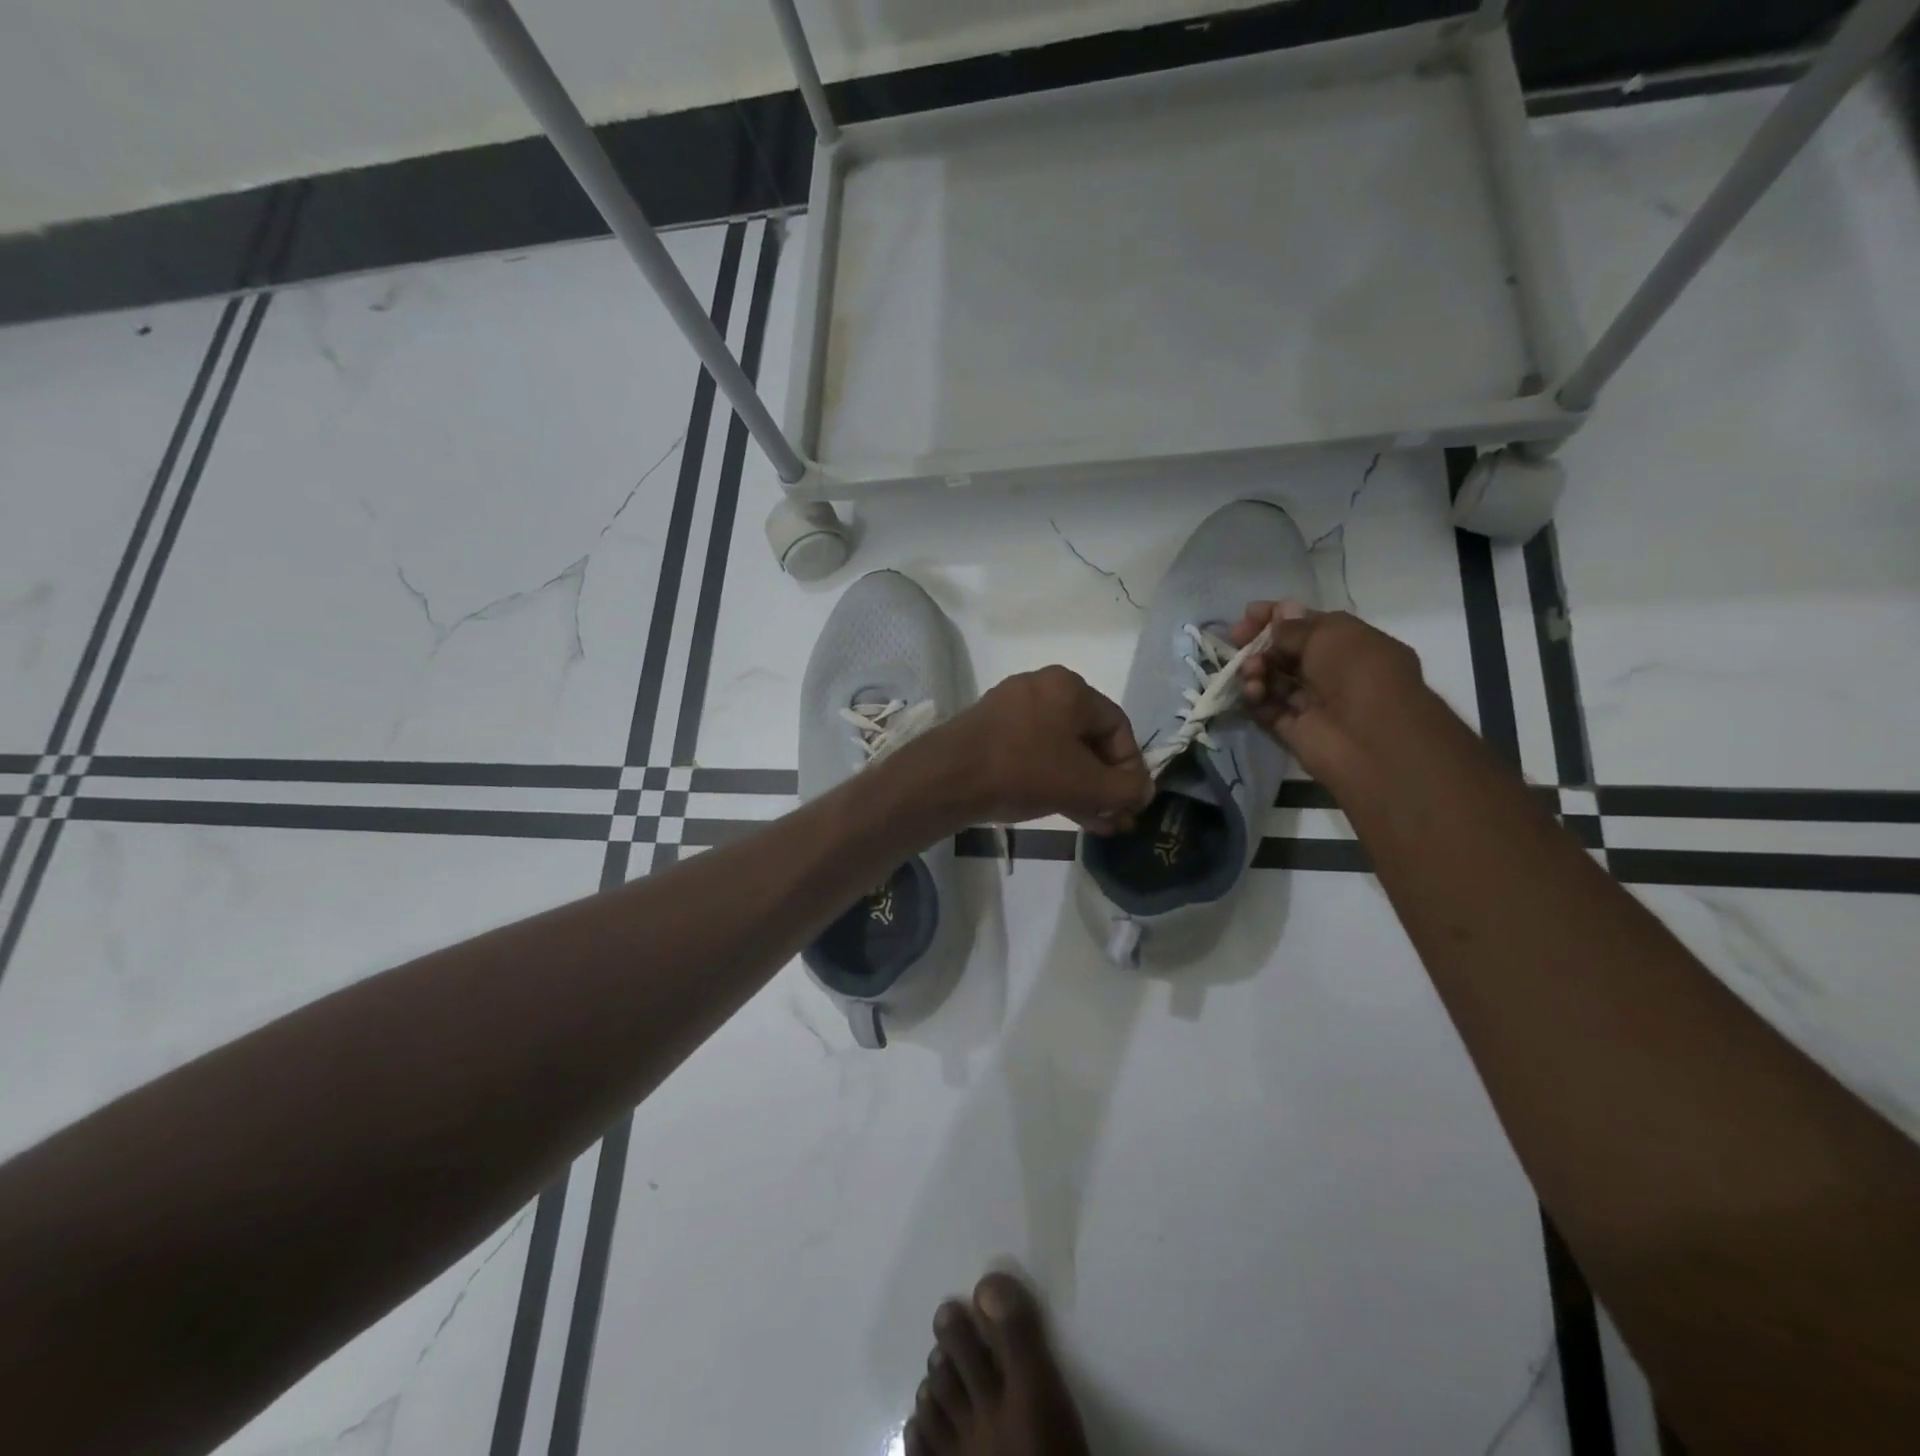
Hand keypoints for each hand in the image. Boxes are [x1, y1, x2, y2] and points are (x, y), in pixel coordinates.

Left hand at [920, 666, 1154, 832]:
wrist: (946, 778)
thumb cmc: (1023, 771)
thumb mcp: (1084, 785)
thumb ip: (1124, 789)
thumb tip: (1143, 792)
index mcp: (1069, 688)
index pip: (1118, 727)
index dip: (1131, 768)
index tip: (1132, 803)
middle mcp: (1042, 688)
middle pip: (1088, 739)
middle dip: (1105, 783)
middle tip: (1115, 818)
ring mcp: (1011, 709)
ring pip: (1061, 751)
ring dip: (1083, 787)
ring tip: (1097, 824)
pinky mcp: (990, 731)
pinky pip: (1034, 754)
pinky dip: (1053, 780)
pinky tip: (1067, 812)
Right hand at [1229, 602, 1431, 789]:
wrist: (1372, 739)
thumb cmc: (1358, 673)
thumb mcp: (1329, 635)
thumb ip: (1296, 627)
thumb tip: (1280, 613)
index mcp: (1350, 645)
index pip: (1307, 625)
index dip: (1277, 617)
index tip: (1248, 614)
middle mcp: (1333, 673)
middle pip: (1286, 653)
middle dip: (1259, 643)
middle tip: (1235, 639)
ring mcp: (1313, 703)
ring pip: (1274, 680)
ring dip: (1256, 670)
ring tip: (1250, 671)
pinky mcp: (1294, 730)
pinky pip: (1267, 709)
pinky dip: (1255, 698)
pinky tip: (1252, 691)